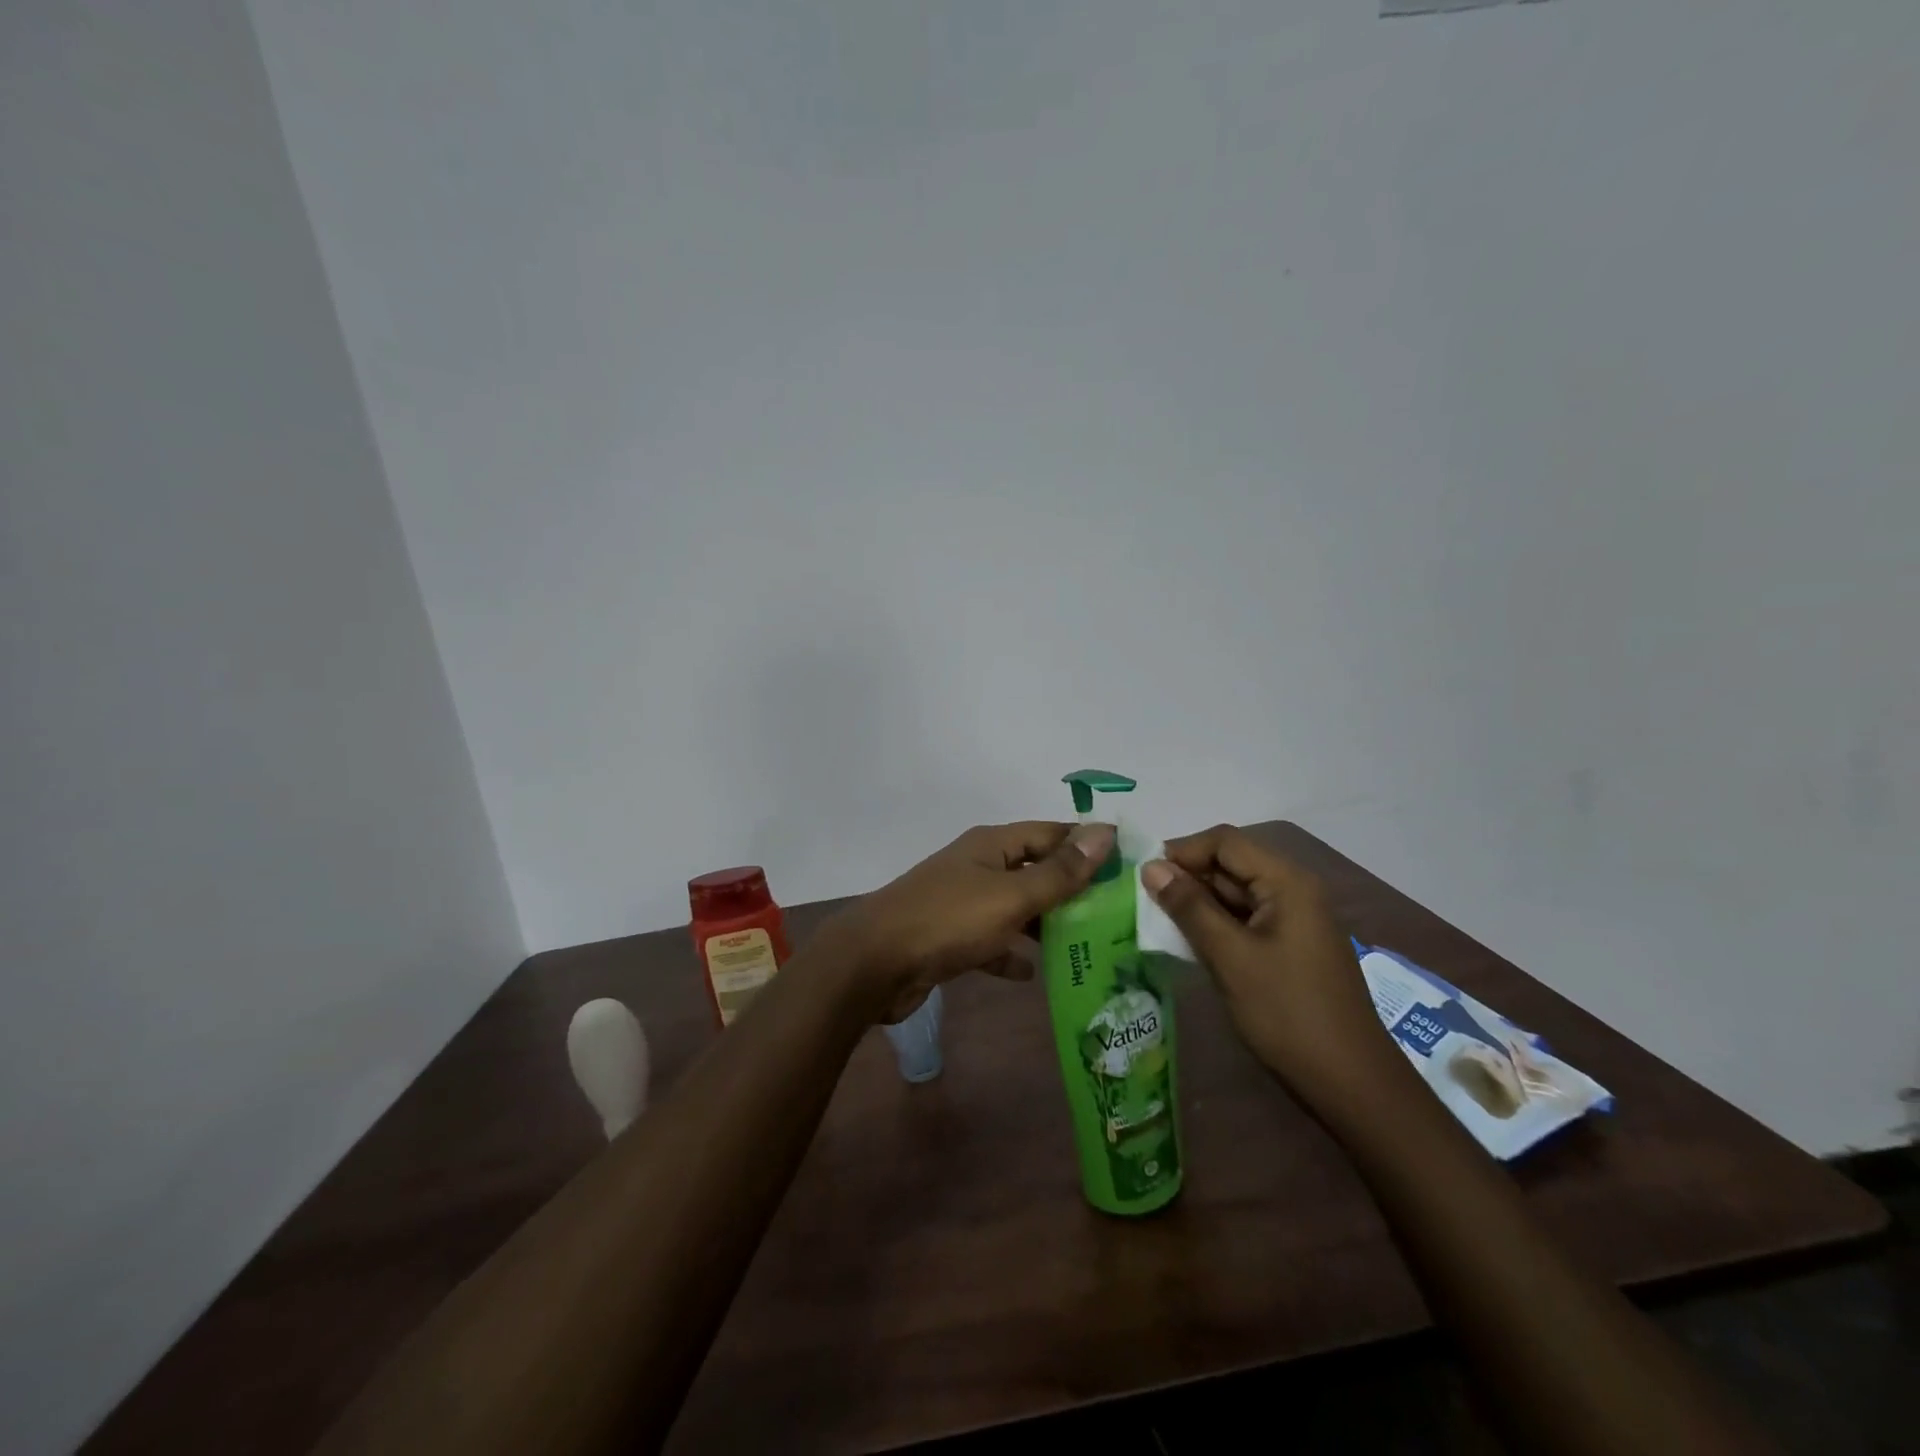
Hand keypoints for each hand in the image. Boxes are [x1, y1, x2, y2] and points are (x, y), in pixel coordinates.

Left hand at [829, 821, 1115, 1023]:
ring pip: (1015, 907)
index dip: (1087, 844)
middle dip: (1071, 888)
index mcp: (992, 845)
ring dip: (1045, 922)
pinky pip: (991, 940)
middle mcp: (977, 866)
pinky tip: (1034, 973)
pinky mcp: (950, 938)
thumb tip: (1105, 832)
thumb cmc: (948, 921)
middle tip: (1116, 912)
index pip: (1050, 833)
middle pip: (1034, 870)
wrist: (874, 964)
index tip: (1128, 864)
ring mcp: (961, 902)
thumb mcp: (1011, 896)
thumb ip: (1060, 871)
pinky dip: (1011, 952)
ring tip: (1089, 943)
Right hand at [1142, 825, 1399, 1106]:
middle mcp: (1293, 890)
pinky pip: (1245, 919)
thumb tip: (1151, 866)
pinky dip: (1215, 924)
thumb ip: (1190, 907)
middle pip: (1231, 863)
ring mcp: (1293, 919)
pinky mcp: (1289, 945)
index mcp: (1287, 882)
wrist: (1350, 1083)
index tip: (1144, 876)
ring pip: (1235, 893)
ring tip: (1158, 920)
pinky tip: (1189, 941)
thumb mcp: (1230, 957)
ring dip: (1198, 902)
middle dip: (1187, 876)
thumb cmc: (1287, 1013)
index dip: (1182, 850)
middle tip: (1144, 901)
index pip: (1225, 841)